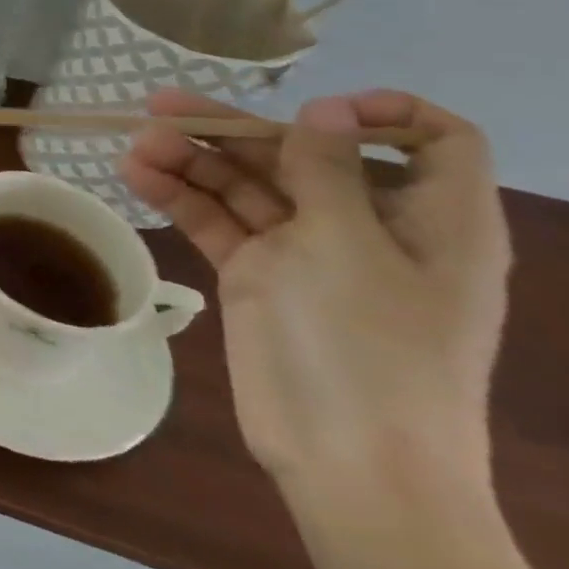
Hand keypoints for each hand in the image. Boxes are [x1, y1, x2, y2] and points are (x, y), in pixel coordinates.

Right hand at [121, 89, 510, 504]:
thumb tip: (326, 110)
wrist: (349, 459)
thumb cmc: (369, 345)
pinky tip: (136, 177)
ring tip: (135, 145)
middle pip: (303, 156)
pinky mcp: (261, 276)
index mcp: (430, 220)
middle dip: (233, 130)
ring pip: (248, 186)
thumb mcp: (349, 245)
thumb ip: (327, 170)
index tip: (314, 108)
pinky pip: (219, 221)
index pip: (433, 142)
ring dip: (192, 161)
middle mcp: (370, 227)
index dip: (383, 111)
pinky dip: (180, 197)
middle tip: (157, 109)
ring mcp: (309, 252)